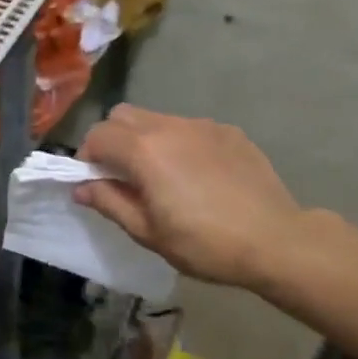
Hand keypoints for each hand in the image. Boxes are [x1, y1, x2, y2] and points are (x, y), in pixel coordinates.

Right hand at [75, 105, 316, 291]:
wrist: (276, 240)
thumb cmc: (204, 243)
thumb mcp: (147, 232)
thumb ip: (109, 202)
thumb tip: (81, 187)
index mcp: (144, 151)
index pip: (98, 135)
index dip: (87, 157)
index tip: (94, 183)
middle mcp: (169, 127)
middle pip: (123, 115)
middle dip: (112, 139)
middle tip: (122, 175)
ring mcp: (202, 126)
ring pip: (157, 119)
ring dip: (145, 140)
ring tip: (161, 176)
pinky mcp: (229, 132)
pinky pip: (189, 129)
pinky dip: (179, 144)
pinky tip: (197, 176)